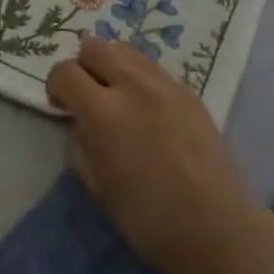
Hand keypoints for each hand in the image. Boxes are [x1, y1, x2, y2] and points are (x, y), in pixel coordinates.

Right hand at [46, 36, 262, 273]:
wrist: (217, 227)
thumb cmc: (150, 219)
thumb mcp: (98, 188)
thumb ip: (81, 145)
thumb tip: (81, 124)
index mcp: (103, 111)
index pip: (65, 71)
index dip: (56, 86)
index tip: (62, 106)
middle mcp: (132, 85)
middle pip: (94, 46)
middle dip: (83, 66)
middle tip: (88, 97)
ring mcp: (164, 83)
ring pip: (125, 49)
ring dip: (111, 65)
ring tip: (117, 96)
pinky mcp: (188, 90)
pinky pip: (152, 67)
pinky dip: (138, 77)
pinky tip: (146, 108)